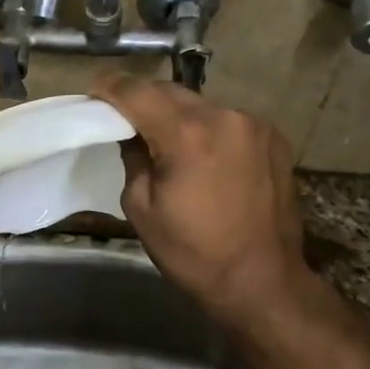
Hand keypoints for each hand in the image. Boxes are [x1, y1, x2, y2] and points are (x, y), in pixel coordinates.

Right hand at [92, 75, 317, 331]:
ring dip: (178, 115)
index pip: (138, 92)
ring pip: (202, 105)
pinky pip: (228, 121)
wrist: (262, 282)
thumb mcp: (141, 209)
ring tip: (166, 140)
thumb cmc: (193, 253)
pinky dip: (208, 129)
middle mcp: (225, 117)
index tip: (94, 90)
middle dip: (144, 100)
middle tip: (124, 118)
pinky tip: (203, 155)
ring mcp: (255, 125)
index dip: (111, 86)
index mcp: (187, 135)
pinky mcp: (275, 139)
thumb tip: (132, 135)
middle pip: (171, 92)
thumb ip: (133, 159)